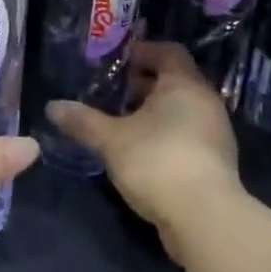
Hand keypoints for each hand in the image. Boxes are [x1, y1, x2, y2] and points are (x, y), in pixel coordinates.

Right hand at [47, 40, 241, 252]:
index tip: (119, 61)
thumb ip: (83, 121)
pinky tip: (145, 152)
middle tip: (117, 94)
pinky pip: (190, 134)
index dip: (144, 51)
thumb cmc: (158, 162)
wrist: (206, 220)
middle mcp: (206, 101)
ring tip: (126, 124)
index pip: (169, 51)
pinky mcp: (218, 162)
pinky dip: (169, 134)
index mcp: (184, 83)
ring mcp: (216, 132)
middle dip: (146, 84)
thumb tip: (52, 106)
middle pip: (176, 80)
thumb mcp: (111, 140)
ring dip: (157, 112)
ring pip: (184, 109)